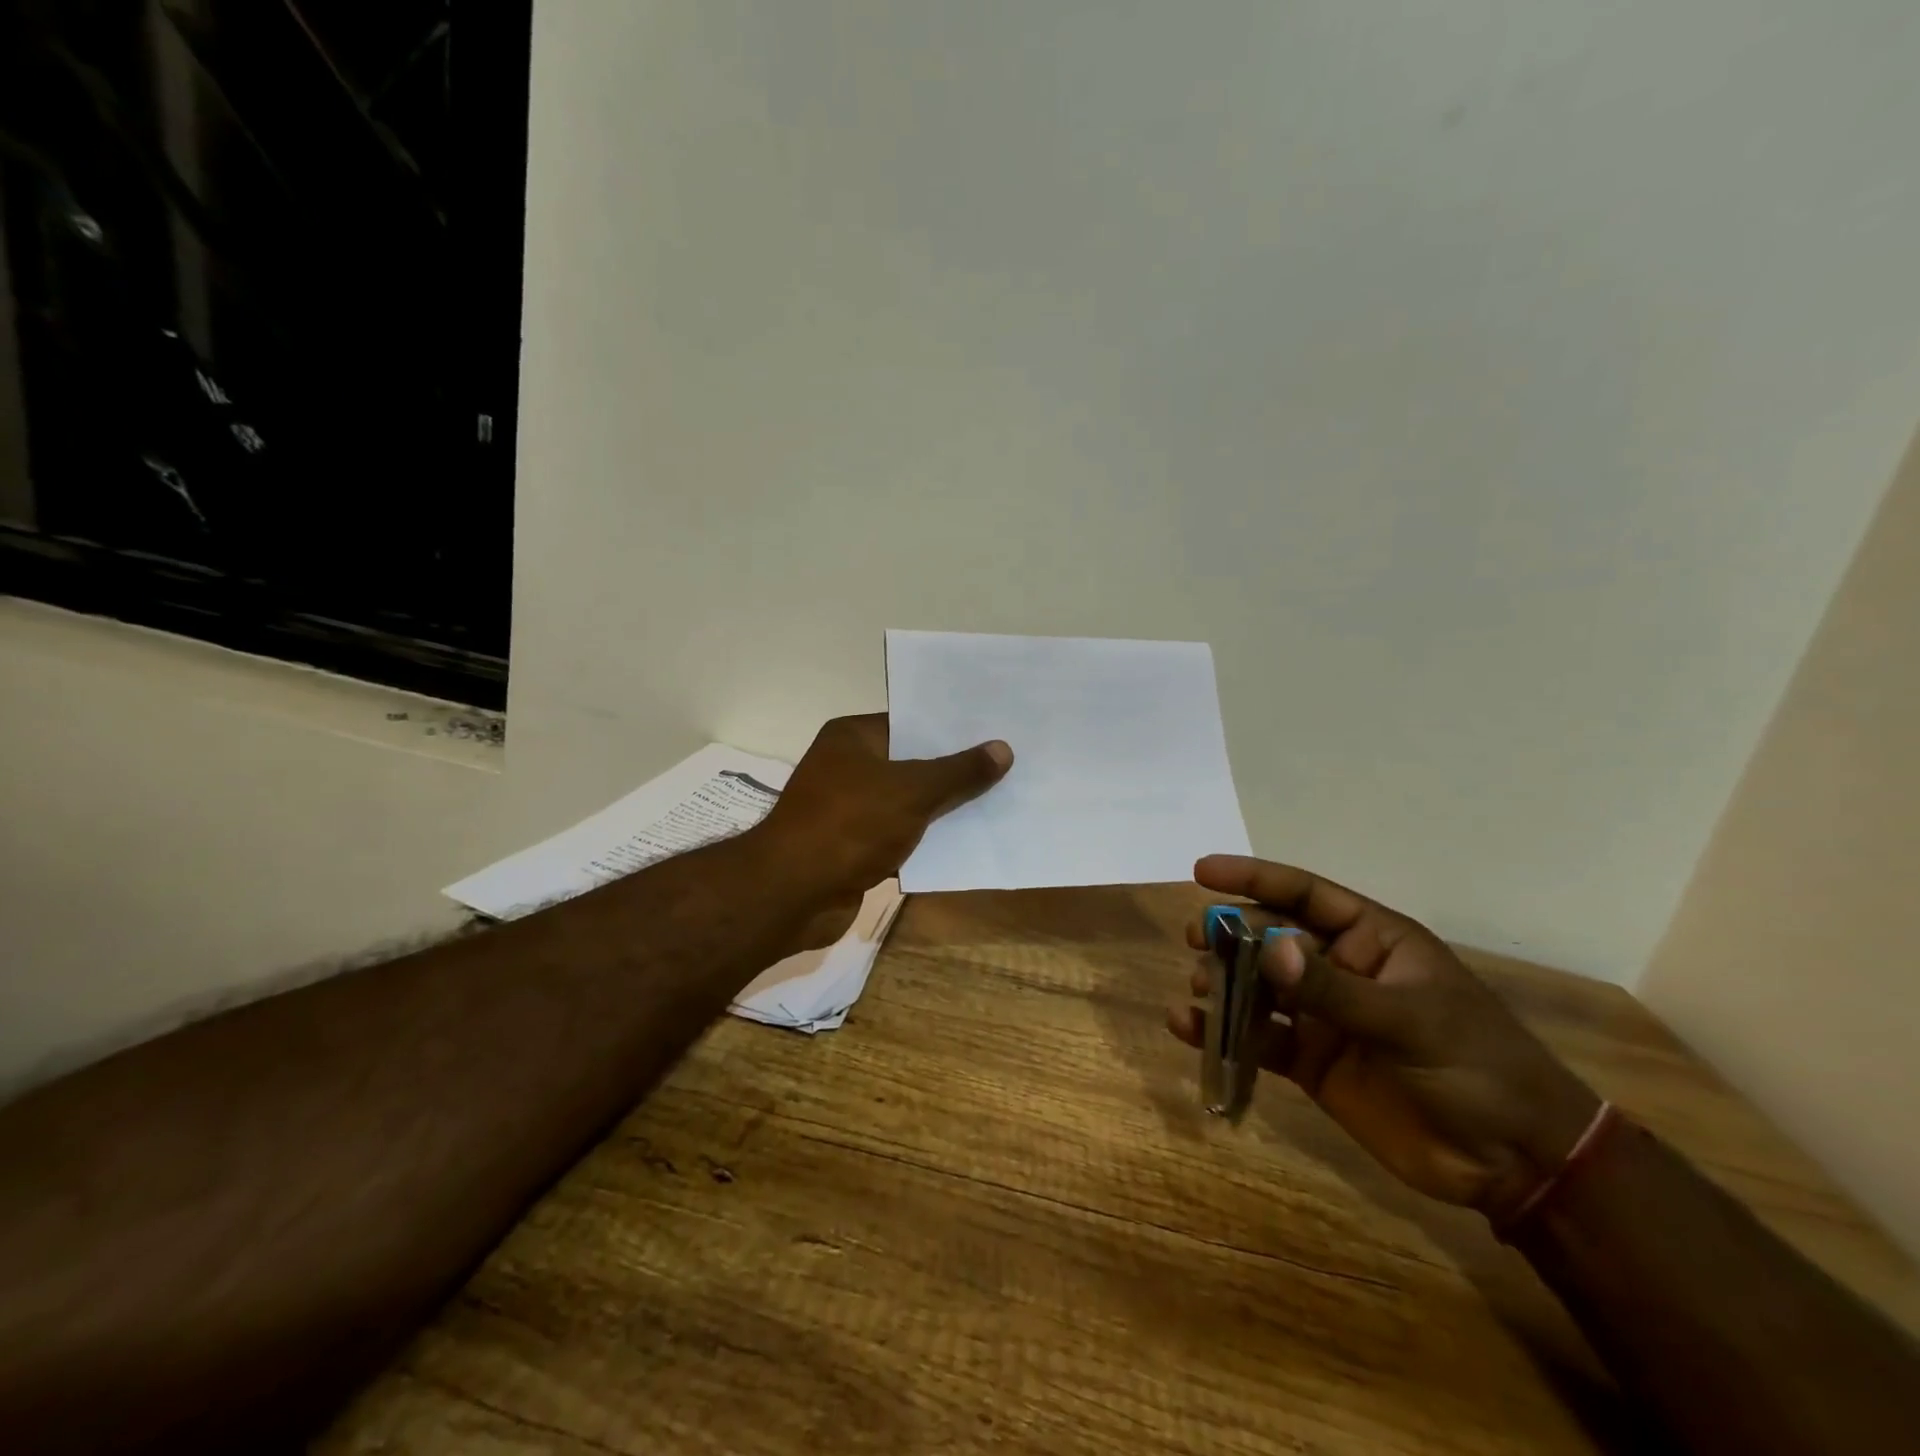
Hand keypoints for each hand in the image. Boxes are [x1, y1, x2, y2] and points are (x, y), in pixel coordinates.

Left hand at [751, 714, 1012, 945]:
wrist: (794, 894)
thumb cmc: (850, 824)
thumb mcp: (913, 791)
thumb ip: (959, 772)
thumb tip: (1003, 749)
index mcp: (853, 737)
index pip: (910, 721)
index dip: (952, 727)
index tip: (995, 728)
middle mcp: (848, 766)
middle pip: (912, 762)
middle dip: (955, 768)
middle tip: (1008, 762)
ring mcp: (849, 809)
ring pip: (909, 802)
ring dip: (944, 807)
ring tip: (1000, 798)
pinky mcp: (854, 848)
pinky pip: (901, 836)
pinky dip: (927, 839)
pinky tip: (969, 840)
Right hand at [1168, 855, 1601, 1222]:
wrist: (1516, 1164)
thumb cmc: (1479, 1069)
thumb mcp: (1410, 1022)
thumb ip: (1333, 988)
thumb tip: (1267, 948)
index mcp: (1372, 941)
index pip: (1305, 895)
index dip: (1253, 878)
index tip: (1202, 871)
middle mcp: (1341, 970)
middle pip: (1271, 937)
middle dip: (1231, 933)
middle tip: (1196, 939)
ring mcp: (1323, 1016)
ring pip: (1258, 986)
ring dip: (1224, 981)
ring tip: (1200, 987)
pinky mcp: (1311, 1062)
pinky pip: (1257, 1039)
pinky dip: (1221, 1033)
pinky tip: (1187, 1026)